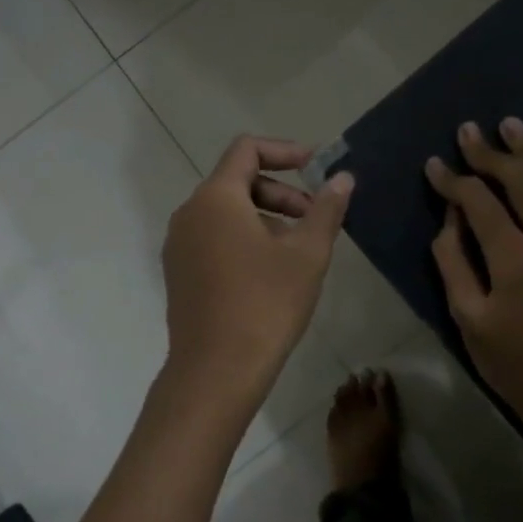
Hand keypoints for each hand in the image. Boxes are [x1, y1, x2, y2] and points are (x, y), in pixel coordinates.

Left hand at [162, 135, 353, 411]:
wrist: (216, 371)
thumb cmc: (265, 305)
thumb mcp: (307, 254)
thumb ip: (326, 209)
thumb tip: (343, 178)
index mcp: (216, 198)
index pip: (247, 149)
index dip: (285, 151)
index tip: (316, 168)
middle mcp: (190, 213)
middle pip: (237, 180)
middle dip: (281, 191)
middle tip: (314, 218)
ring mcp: (180, 245)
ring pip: (226, 212)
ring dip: (265, 216)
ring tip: (297, 250)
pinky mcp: (179, 272)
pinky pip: (214, 237)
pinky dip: (244, 237)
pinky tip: (270, 272)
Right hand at [427, 119, 522, 436]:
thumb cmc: (518, 365)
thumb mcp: (470, 319)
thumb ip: (454, 263)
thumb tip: (449, 219)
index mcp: (513, 257)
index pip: (478, 201)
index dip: (452, 180)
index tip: (433, 164)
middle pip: (519, 180)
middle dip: (489, 152)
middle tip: (469, 130)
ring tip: (514, 126)